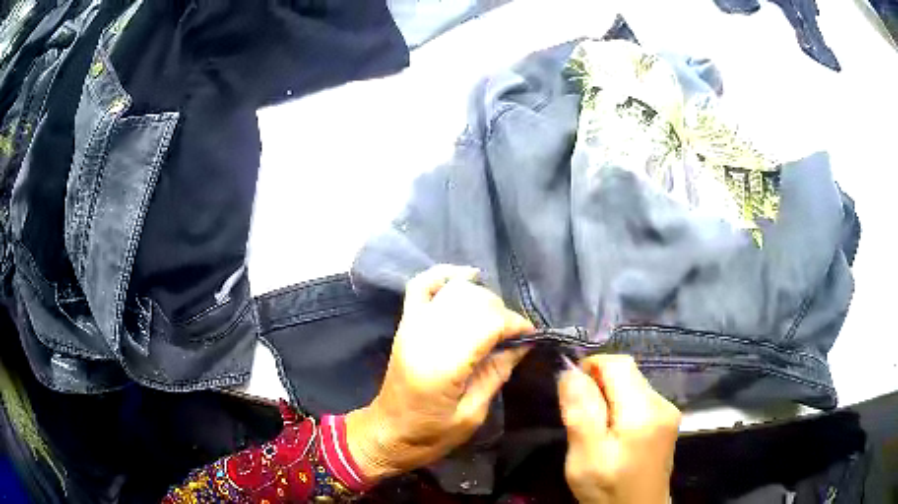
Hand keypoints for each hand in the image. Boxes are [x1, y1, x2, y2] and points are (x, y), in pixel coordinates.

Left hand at [346, 265, 533, 481]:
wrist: (388, 433)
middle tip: (513, 336)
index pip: (488, 323)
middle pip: (474, 302)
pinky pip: (422, 285)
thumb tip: (523, 344)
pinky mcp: (405, 323)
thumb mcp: (472, 414)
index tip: (531, 336)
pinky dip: (445, 275)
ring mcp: (411, 325)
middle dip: (501, 313)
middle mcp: (424, 335)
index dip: (515, 324)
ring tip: (494, 319)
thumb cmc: (430, 434)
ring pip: (454, 290)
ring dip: (482, 297)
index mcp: (442, 365)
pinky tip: (467, 277)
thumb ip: (496, 373)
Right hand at [559, 355, 680, 503]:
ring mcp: (668, 411)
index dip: (591, 367)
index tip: (571, 390)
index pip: (618, 363)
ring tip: (595, 428)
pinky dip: (621, 405)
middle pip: (628, 372)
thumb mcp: (584, 456)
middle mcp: (662, 403)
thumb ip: (580, 412)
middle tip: (580, 416)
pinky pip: (640, 398)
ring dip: (609, 395)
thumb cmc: (607, 489)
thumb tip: (570, 371)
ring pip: (633, 384)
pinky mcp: (667, 420)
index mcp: (643, 411)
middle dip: (599, 384)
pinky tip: (613, 432)